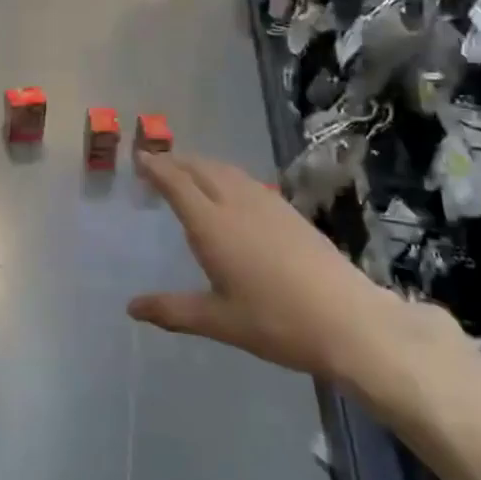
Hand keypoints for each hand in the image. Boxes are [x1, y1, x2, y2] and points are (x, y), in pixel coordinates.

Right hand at [130, 152, 449, 408]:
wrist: (348, 320)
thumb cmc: (276, 322)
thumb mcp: (219, 321)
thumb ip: (173, 310)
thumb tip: (131, 308)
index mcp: (213, 225)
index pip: (177, 184)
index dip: (156, 168)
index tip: (139, 158)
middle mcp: (237, 204)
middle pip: (201, 169)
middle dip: (176, 161)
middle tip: (157, 163)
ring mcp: (267, 204)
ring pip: (226, 171)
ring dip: (202, 165)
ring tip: (188, 171)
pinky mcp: (290, 212)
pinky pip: (247, 180)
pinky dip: (226, 175)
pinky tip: (231, 190)